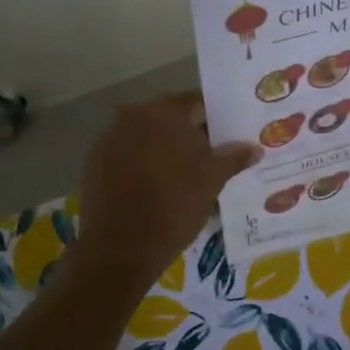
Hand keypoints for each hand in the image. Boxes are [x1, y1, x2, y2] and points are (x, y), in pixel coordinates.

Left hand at [73, 92, 259, 283]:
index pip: (199, 102)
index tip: (232, 134)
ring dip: (165, 148)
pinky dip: (143, 162)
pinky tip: (156, 185)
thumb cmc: (174, 207)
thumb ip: (233, 158)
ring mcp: (110, 136)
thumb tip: (254, 148)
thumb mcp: (211, 182)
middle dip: (191, 133)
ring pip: (148, 135)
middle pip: (171, 117)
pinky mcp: (95, 160)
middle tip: (212, 155)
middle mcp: (133, 114)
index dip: (218, 118)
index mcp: (164, 112)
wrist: (120, 247)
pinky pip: (127, 152)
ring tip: (186, 174)